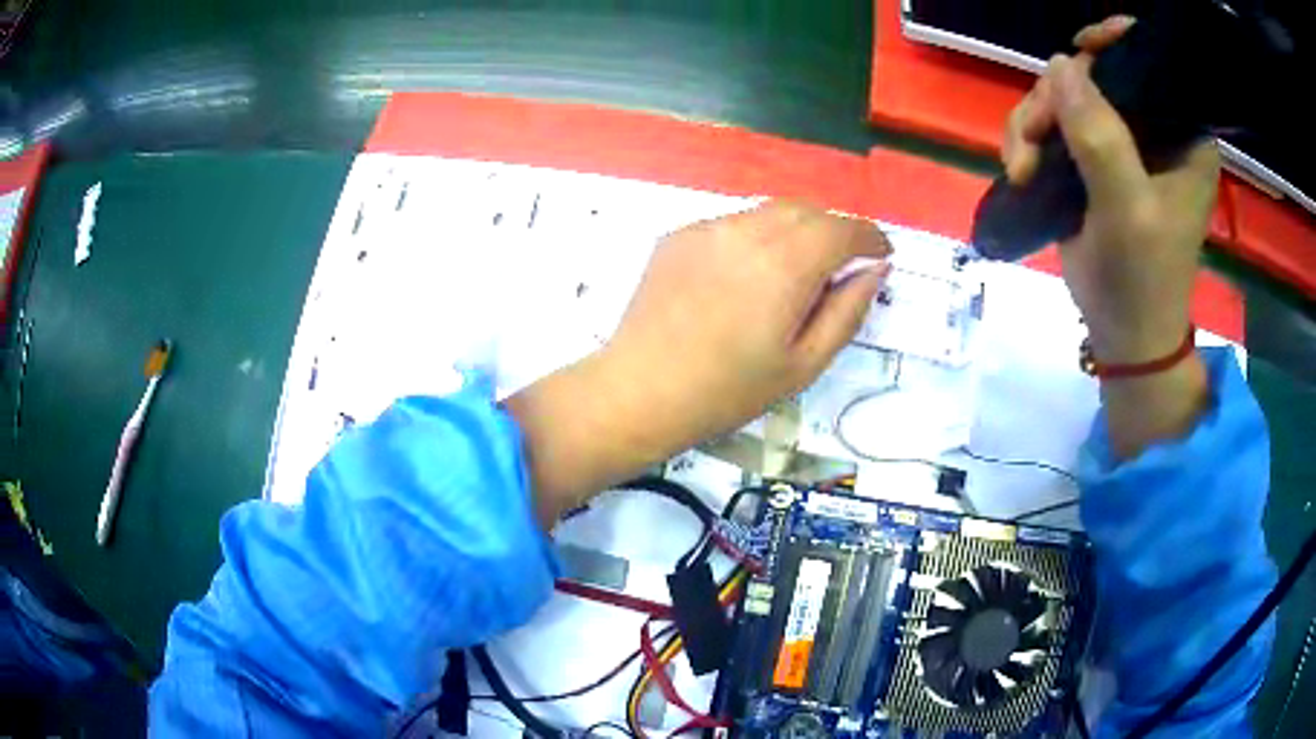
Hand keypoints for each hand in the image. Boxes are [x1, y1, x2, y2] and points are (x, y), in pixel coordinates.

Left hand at [606, 200, 891, 439]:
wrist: (642, 390)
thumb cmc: (730, 390)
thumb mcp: (804, 363)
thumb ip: (847, 310)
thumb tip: (875, 270)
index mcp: (786, 264)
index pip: (842, 229)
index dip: (869, 238)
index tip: (881, 253)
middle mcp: (748, 231)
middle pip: (808, 212)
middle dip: (834, 231)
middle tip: (840, 267)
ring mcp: (708, 228)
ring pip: (769, 212)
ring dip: (795, 231)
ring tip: (793, 273)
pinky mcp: (680, 235)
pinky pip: (733, 224)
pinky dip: (755, 238)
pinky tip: (744, 277)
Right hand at [1003, 16, 1219, 363]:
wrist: (1124, 335)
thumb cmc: (1142, 280)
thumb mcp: (1127, 212)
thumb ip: (1100, 137)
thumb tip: (1059, 65)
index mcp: (1183, 136)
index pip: (1154, 64)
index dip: (1117, 43)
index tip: (1081, 49)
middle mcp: (1153, 129)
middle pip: (1096, 74)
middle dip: (1057, 97)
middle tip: (1033, 139)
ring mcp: (1119, 142)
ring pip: (1065, 96)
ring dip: (1034, 123)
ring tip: (1022, 167)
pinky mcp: (1092, 159)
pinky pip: (1052, 123)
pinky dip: (1029, 140)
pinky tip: (1022, 170)